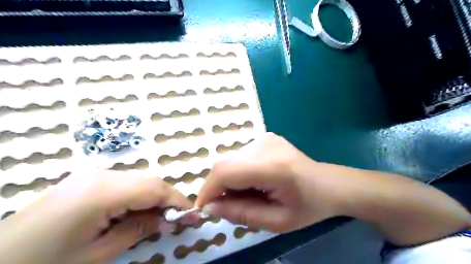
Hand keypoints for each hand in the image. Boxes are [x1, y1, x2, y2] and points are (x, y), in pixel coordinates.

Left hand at [0, 170, 193, 263]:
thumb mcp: (97, 255)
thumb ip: (137, 230)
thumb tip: (165, 219)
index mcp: (102, 191)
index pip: (154, 188)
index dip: (177, 200)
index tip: (193, 215)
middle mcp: (100, 175)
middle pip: (148, 181)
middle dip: (167, 199)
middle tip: (178, 218)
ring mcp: (91, 175)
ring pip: (137, 181)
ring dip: (153, 198)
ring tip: (158, 218)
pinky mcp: (85, 180)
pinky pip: (123, 184)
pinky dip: (137, 196)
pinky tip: (135, 212)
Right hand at [196, 133, 344, 231]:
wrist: (328, 183)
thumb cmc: (308, 206)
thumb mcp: (277, 222)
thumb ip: (241, 214)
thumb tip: (210, 207)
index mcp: (273, 166)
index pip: (226, 171)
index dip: (209, 189)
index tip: (204, 209)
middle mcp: (265, 145)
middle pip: (224, 164)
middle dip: (219, 187)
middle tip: (231, 205)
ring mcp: (265, 138)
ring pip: (230, 160)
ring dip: (230, 180)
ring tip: (249, 193)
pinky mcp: (265, 137)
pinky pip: (240, 156)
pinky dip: (239, 172)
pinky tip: (255, 181)